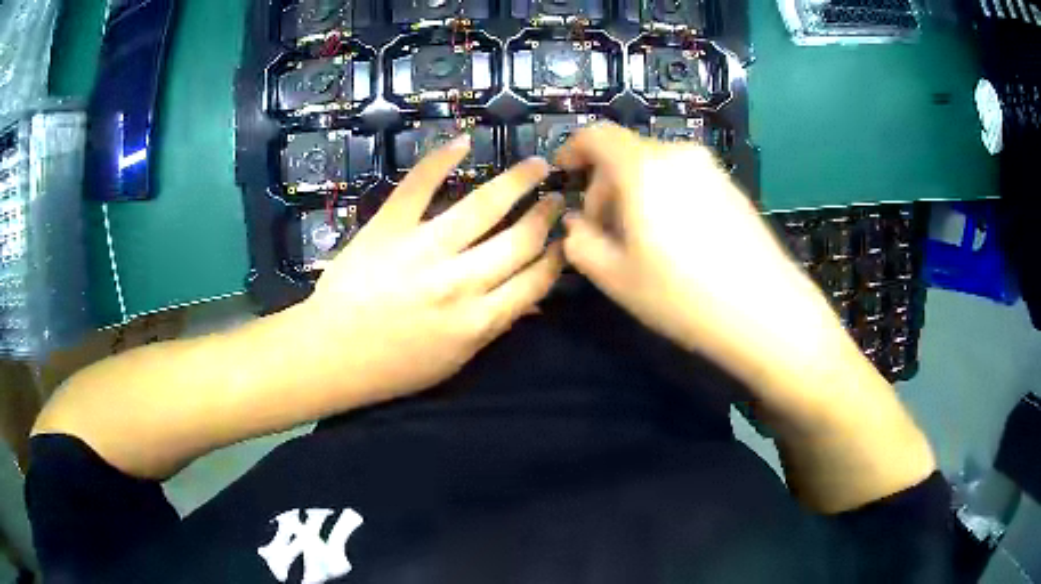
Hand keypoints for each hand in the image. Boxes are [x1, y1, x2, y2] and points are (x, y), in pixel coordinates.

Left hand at [301, 135, 563, 403]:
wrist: (333, 354)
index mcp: (478, 319)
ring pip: (483, 206)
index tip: (566, 238)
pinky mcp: (389, 227)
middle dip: (546, 215)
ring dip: (517, 181)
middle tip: (557, 198)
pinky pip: (419, 186)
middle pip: (519, 239)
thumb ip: (494, 327)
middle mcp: (460, 281)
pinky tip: (464, 142)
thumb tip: (532, 301)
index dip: (558, 254)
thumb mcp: (454, 361)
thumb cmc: (393, 366)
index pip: (535, 279)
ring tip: (537, 165)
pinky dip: (440, 159)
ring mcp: (423, 248)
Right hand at [557, 123, 855, 409]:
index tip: (564, 175)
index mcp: (644, 167)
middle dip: (603, 187)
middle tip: (601, 232)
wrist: (767, 312)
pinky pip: (683, 179)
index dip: (572, 150)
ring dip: (634, 195)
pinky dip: (664, 197)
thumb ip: (580, 243)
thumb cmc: (684, 296)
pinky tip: (675, 242)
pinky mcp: (731, 187)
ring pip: (654, 168)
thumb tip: (575, 223)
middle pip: (625, 154)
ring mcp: (710, 170)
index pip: (596, 135)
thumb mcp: (616, 278)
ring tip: (639, 243)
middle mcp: (678, 155)